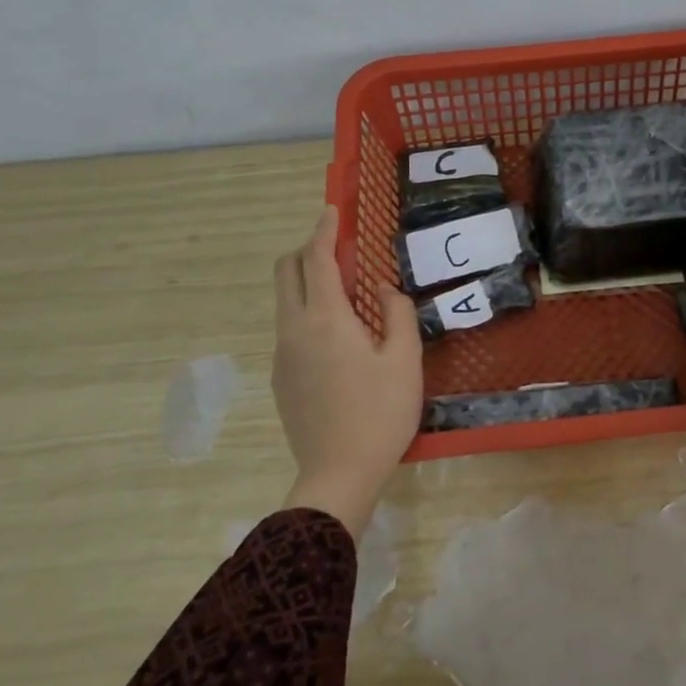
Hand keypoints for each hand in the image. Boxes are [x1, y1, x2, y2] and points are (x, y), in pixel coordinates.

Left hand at [271, 207, 422, 536]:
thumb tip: (381, 290)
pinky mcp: (281, 378)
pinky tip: (338, 338)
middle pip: (286, 272)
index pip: (317, 258)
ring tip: (346, 294)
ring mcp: (282, 355)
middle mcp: (294, 329)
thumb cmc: (381, 413)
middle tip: (338, 249)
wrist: (338, 474)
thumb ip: (397, 313)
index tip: (331, 210)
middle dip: (306, 250)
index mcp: (325, 319)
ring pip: (285, 301)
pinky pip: (289, 329)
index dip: (324, 230)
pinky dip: (306, 312)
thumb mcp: (405, 360)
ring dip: (307, 282)